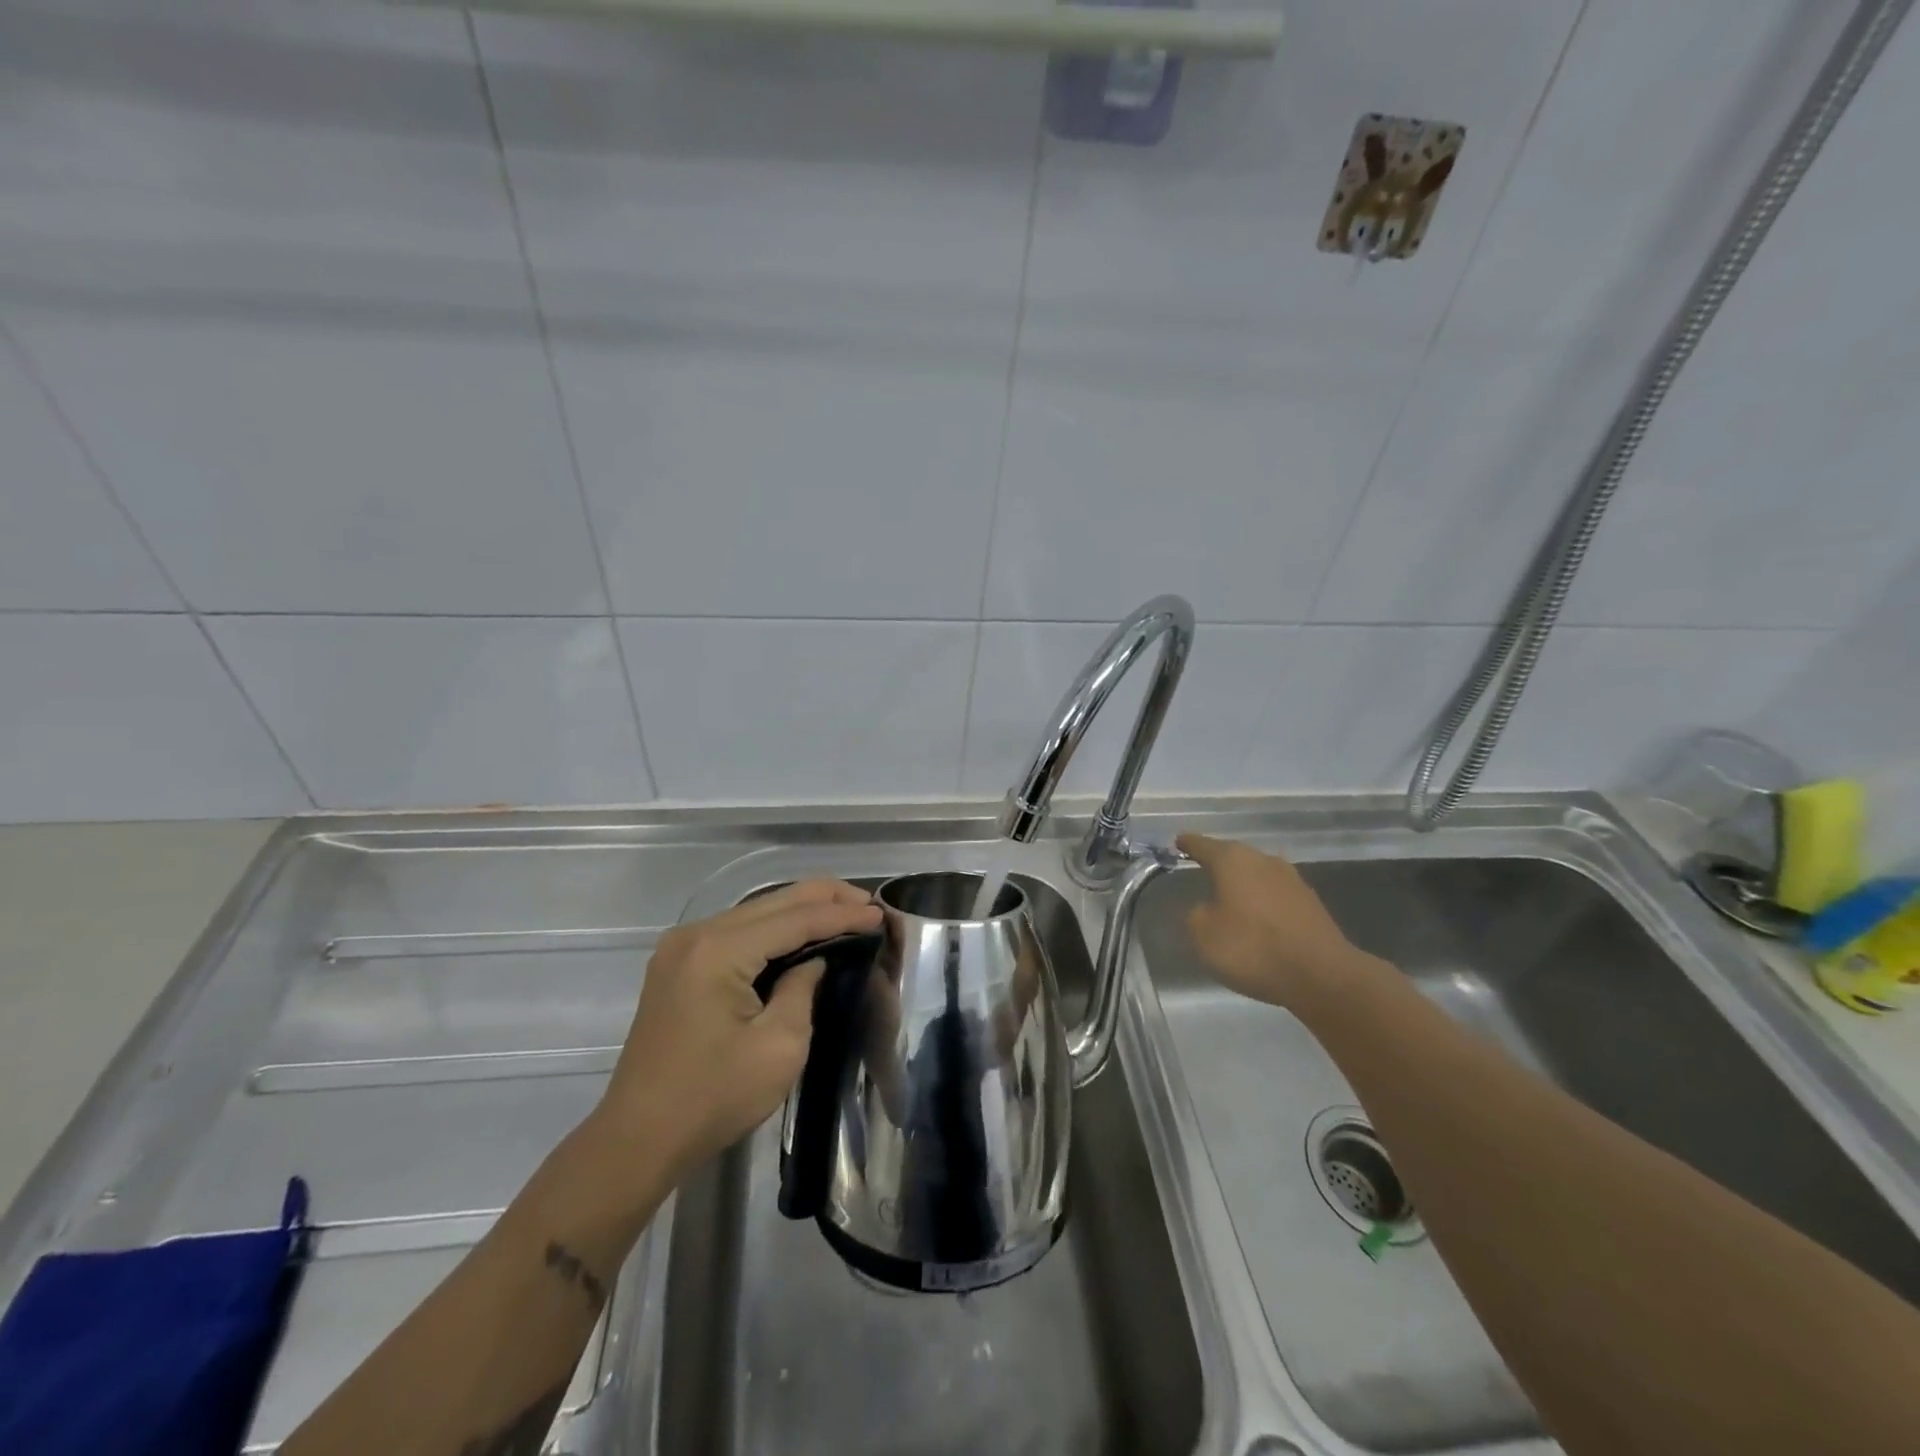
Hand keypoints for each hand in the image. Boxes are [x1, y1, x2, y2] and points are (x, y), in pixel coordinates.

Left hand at [591, 879, 881, 1185]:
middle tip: (870, 904)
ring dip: (802, 909)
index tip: (881, 915)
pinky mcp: (679, 964)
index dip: (842, 916)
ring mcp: (682, 946)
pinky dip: (775, 927)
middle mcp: (697, 934)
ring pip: (756, 910)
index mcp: (719, 950)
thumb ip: (803, 989)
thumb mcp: (779, 1047)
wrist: (638, 1139)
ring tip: (846, 912)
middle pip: (774, 901)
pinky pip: (738, 930)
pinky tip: (802, 932)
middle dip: (826, 899)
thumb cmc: (714, 1098)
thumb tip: (814, 961)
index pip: (795, 919)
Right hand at [1175, 833, 1375, 1008]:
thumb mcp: (1203, 935)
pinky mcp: (1310, 903)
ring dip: (1243, 884)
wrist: (1322, 975)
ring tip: (1229, 897)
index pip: (1202, 845)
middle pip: (1233, 856)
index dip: (1187, 844)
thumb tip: (1206, 908)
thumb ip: (1196, 915)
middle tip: (1201, 870)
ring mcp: (1291, 879)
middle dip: (1217, 863)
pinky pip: (1275, 895)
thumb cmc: (1253, 948)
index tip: (1178, 842)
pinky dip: (1262, 902)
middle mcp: (1263, 860)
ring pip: (1257, 874)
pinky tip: (1258, 919)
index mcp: (1232, 860)